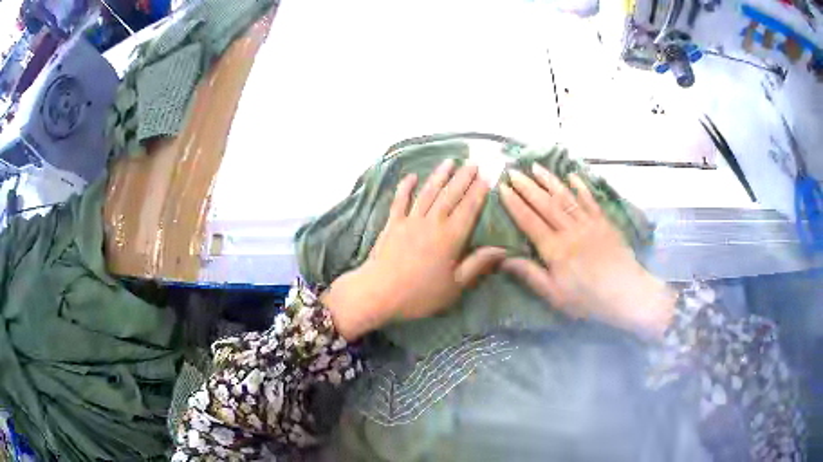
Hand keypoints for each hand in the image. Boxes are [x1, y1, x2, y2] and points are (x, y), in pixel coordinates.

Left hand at [324, 160, 505, 340]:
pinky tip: (412, 176)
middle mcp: (432, 223)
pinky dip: (406, 187)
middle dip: (463, 177)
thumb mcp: (455, 286)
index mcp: (450, 237)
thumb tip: (502, 250)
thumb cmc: (420, 294)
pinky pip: (400, 201)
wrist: (379, 293)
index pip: (469, 209)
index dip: (479, 192)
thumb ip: (478, 264)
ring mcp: (410, 221)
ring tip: (450, 161)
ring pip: (428, 192)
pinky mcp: (392, 224)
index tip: (487, 177)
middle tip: (473, 162)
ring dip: (440, 176)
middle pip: (450, 195)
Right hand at [499, 163, 674, 337]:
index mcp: (555, 249)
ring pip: (566, 197)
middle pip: (545, 204)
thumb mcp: (554, 295)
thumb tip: (503, 258)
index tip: (502, 188)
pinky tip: (571, 176)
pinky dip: (580, 187)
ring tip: (535, 166)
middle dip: (527, 186)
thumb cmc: (588, 299)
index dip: (514, 204)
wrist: (626, 293)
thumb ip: (530, 274)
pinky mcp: (604, 222)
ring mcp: (589, 223)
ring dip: (549, 180)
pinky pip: (590, 200)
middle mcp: (570, 230)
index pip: (529, 221)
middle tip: (512, 171)